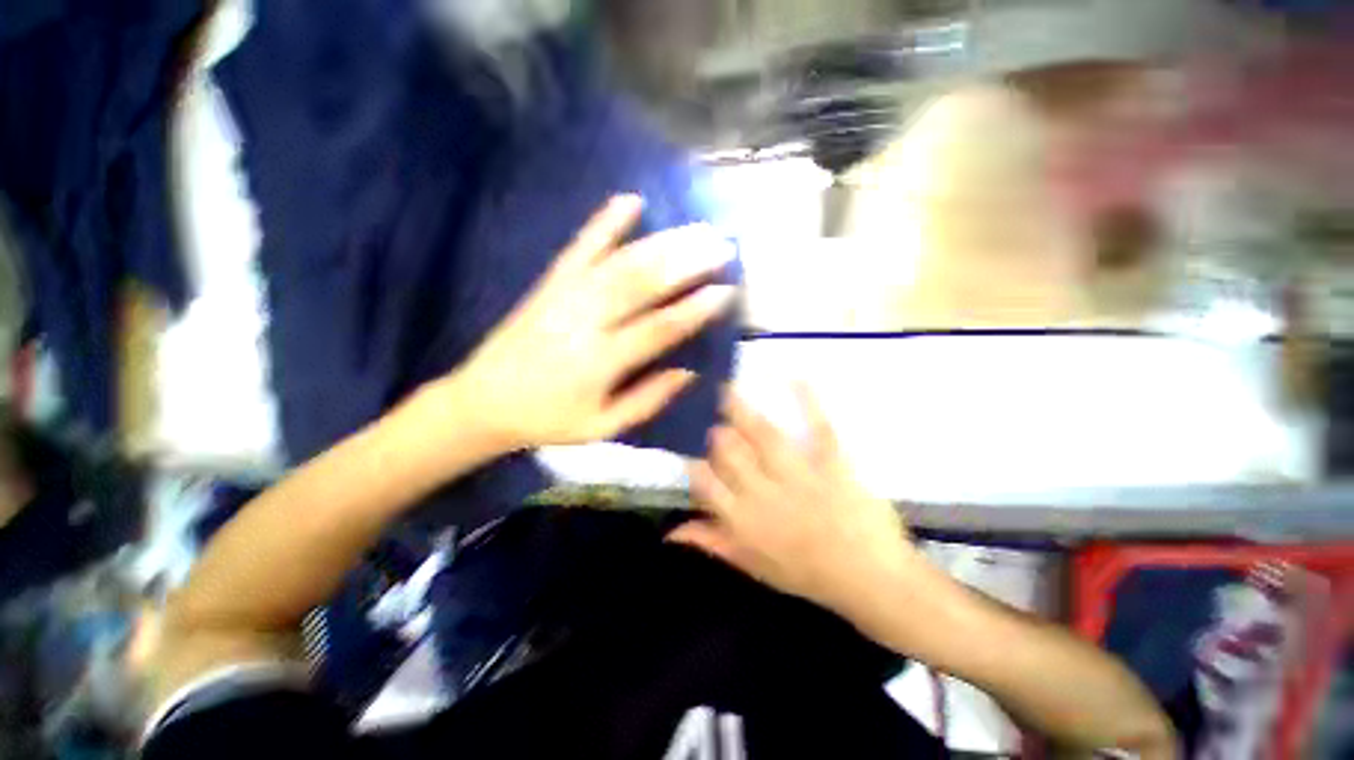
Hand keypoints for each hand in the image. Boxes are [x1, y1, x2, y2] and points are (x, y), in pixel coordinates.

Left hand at [452, 195, 737, 450]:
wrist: (483, 401)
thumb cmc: (549, 419)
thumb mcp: (602, 427)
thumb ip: (647, 400)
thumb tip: (689, 373)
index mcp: (601, 361)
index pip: (658, 329)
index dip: (695, 309)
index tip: (726, 291)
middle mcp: (586, 321)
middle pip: (642, 284)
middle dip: (687, 262)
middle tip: (722, 245)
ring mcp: (566, 295)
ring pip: (620, 261)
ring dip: (663, 242)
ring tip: (697, 228)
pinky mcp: (550, 282)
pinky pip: (580, 246)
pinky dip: (605, 221)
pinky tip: (630, 199)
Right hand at [670, 387, 919, 623]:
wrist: (870, 579)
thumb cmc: (808, 575)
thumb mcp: (753, 566)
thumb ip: (712, 542)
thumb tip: (671, 531)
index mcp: (742, 519)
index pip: (705, 483)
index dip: (696, 465)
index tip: (695, 454)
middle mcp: (763, 492)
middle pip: (729, 452)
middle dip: (719, 434)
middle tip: (716, 422)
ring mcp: (798, 475)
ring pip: (762, 436)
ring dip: (741, 409)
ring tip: (728, 389)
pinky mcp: (831, 463)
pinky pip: (818, 428)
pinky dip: (809, 401)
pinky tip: (797, 376)